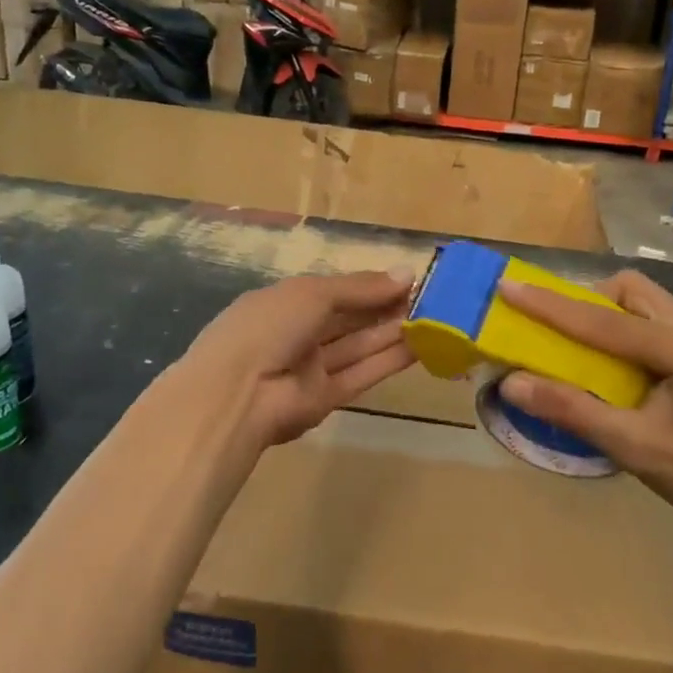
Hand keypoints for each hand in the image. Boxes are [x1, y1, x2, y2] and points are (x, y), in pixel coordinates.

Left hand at [184, 270, 416, 451]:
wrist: (237, 393)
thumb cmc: (269, 326)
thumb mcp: (313, 294)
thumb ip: (360, 287)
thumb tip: (407, 273)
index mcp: (286, 302)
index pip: (334, 291)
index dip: (369, 285)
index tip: (408, 280)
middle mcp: (298, 333)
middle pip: (349, 318)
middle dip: (385, 307)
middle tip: (429, 299)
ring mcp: (311, 367)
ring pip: (359, 346)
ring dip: (393, 332)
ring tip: (434, 319)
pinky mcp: (326, 398)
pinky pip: (362, 374)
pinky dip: (390, 360)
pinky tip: (422, 346)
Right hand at [496, 271, 672, 535]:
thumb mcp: (636, 447)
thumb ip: (574, 410)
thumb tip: (513, 383)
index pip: (601, 318)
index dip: (549, 304)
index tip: (508, 287)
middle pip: (630, 290)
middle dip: (587, 301)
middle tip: (558, 330)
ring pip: (647, 302)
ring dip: (609, 315)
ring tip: (586, 350)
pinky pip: (660, 322)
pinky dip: (629, 331)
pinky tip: (623, 367)